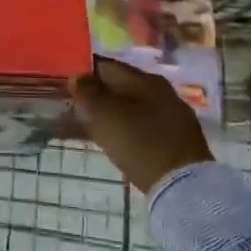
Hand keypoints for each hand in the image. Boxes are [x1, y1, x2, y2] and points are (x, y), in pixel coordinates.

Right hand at [68, 57, 211, 194]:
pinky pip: (146, 124)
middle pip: (122, 85)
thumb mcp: (104, 116)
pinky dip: (129, 127)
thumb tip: (77, 77)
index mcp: (144, 79)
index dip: (84, 73)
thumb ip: (87, 93)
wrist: (184, 185)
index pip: (106, 65)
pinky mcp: (180, 137)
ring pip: (135, 105)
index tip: (67, 86)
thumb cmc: (139, 143)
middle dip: (99, 94)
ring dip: (114, 112)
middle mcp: (163, 90)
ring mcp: (174, 114)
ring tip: (95, 126)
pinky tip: (120, 141)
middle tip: (77, 108)